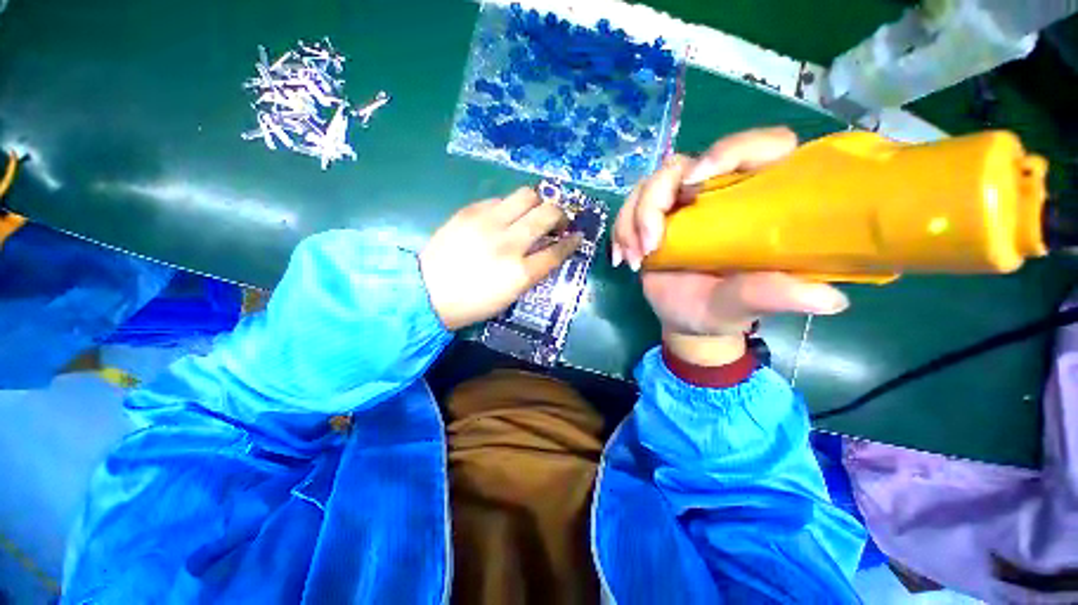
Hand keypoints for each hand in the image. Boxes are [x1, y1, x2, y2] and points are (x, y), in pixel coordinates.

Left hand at [420, 187, 581, 329]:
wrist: (428, 291)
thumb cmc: (472, 303)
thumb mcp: (510, 295)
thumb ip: (532, 270)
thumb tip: (546, 249)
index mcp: (520, 272)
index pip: (556, 251)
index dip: (571, 242)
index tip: (577, 236)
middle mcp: (509, 243)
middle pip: (547, 213)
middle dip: (560, 214)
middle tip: (558, 221)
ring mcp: (488, 223)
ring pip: (527, 195)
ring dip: (538, 203)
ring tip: (533, 213)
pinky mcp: (470, 211)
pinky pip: (500, 199)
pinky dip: (510, 206)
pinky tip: (505, 217)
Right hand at [611, 128, 849, 365]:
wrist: (688, 319)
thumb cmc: (723, 311)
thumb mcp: (746, 305)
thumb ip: (774, 295)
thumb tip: (829, 300)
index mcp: (757, 202)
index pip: (760, 147)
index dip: (729, 150)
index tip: (693, 185)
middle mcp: (717, 193)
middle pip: (681, 164)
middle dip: (655, 201)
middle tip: (651, 244)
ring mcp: (680, 205)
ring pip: (648, 185)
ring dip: (632, 220)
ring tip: (635, 259)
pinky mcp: (653, 218)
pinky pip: (628, 208)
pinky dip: (620, 231)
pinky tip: (623, 260)